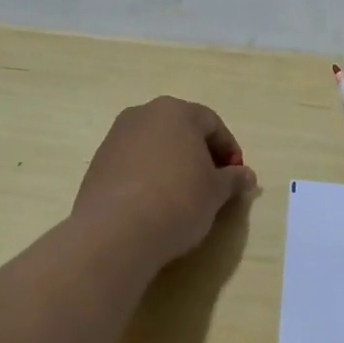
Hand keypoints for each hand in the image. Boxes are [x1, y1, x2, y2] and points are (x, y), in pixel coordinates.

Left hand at [75, 97, 257, 262]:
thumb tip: (246, 176)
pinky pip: (133, 165)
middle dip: (200, 154)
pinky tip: (155, 204)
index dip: (229, 150)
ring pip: (155, 147)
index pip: (212, 124)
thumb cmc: (178, 200)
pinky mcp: (97, 164)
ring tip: (183, 197)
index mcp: (175, 111)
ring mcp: (115, 138)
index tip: (236, 177)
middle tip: (212, 184)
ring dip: (173, 165)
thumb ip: (233, 179)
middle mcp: (142, 115)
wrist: (117, 231)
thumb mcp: (216, 192)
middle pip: (181, 130)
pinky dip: (149, 178)